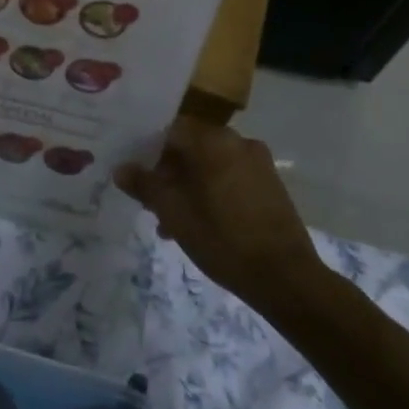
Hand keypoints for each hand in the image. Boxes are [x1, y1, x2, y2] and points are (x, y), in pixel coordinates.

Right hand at [115, 117, 325, 308]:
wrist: (286, 278)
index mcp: (213, 141)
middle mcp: (237, 141)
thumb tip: (121, 169)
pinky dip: (210, 192)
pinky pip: (229, 177)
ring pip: (209, 165)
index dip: (146, 149)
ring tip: (171, 223)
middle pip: (190, 148)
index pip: (169, 129)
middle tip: (150, 203)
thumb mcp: (173, 212)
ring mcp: (258, 163)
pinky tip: (199, 224)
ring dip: (187, 186)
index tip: (133, 173)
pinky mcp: (270, 184)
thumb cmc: (222, 239)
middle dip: (166, 173)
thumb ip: (144, 185)